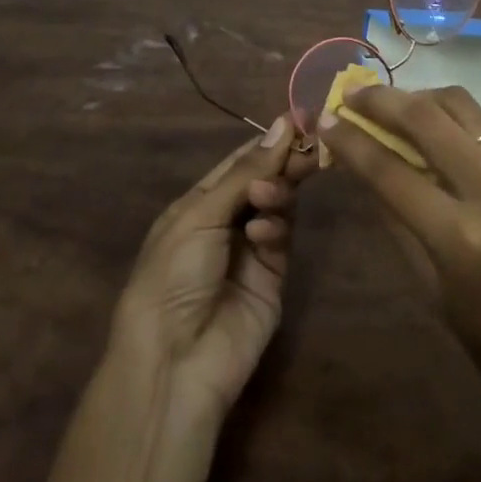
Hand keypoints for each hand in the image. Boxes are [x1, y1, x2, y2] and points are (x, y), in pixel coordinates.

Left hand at [110, 116, 316, 419]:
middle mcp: (226, 221)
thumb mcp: (200, 216)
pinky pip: (281, 238)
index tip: (299, 119)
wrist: (174, 362)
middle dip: (283, 164)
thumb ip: (246, 172)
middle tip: (309, 150)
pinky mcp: (273, 277)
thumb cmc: (171, 275)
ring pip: (278, 205)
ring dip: (276, 193)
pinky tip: (262, 232)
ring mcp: (251, 249)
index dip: (267, 141)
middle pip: (264, 180)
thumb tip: (284, 122)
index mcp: (198, 203)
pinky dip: (275, 228)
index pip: (239, 161)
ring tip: (268, 196)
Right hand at [321, 86, 480, 411]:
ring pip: (462, 106)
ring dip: (420, 97)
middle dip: (382, 100)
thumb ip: (397, 225)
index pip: (390, 171)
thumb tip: (363, 174)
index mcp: (460, 238)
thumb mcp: (434, 294)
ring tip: (393, 105)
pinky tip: (434, 132)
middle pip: (427, 118)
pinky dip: (451, 119)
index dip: (351, 141)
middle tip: (353, 95)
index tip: (325, 120)